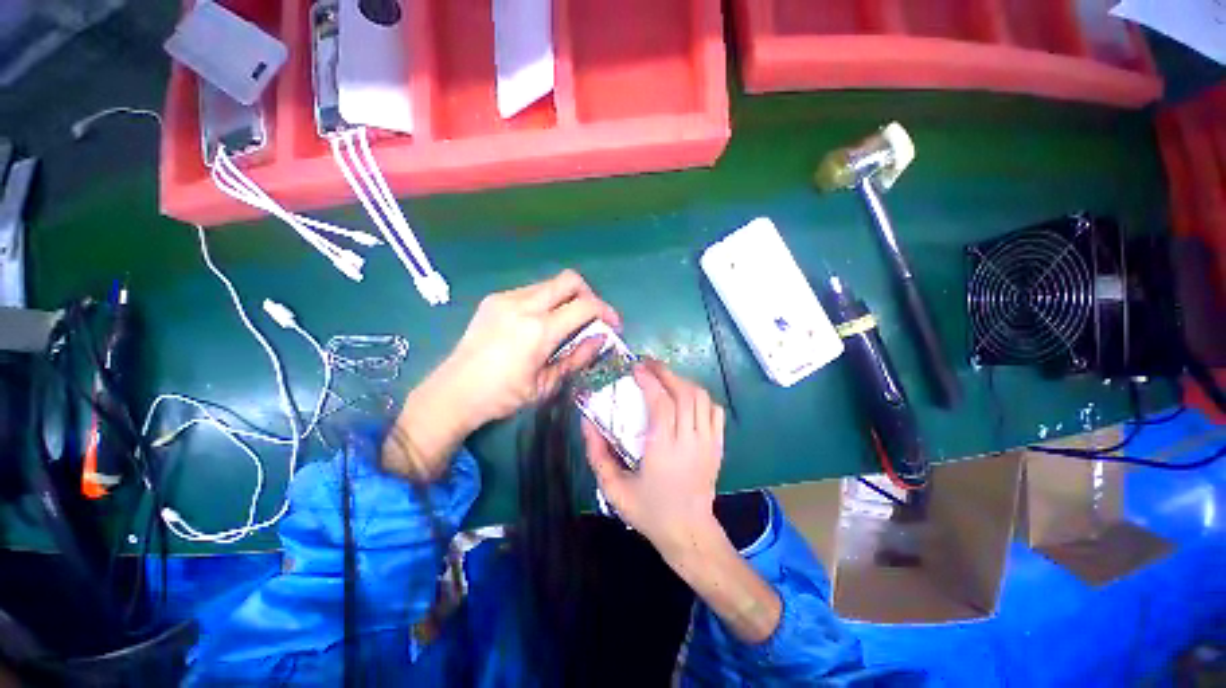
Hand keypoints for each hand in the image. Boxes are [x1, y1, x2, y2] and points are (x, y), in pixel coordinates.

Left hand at [385, 270, 618, 479]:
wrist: (453, 392)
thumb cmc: (503, 396)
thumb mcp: (547, 384)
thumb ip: (578, 358)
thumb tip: (601, 339)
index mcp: (539, 330)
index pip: (585, 306)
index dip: (606, 312)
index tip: (613, 325)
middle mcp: (523, 305)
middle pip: (569, 280)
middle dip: (589, 295)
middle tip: (592, 317)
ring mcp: (505, 298)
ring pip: (550, 284)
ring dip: (566, 298)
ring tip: (566, 322)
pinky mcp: (494, 299)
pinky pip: (530, 290)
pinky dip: (546, 301)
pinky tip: (540, 323)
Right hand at [582, 360, 725, 559]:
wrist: (688, 532)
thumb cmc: (649, 511)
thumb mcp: (614, 489)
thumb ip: (597, 455)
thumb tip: (586, 423)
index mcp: (664, 450)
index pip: (661, 402)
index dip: (649, 380)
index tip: (636, 369)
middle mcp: (689, 441)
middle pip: (684, 393)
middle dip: (665, 372)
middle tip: (648, 364)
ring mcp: (708, 442)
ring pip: (701, 397)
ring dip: (681, 381)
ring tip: (664, 377)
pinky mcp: (718, 445)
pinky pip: (715, 410)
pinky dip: (701, 396)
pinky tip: (686, 396)